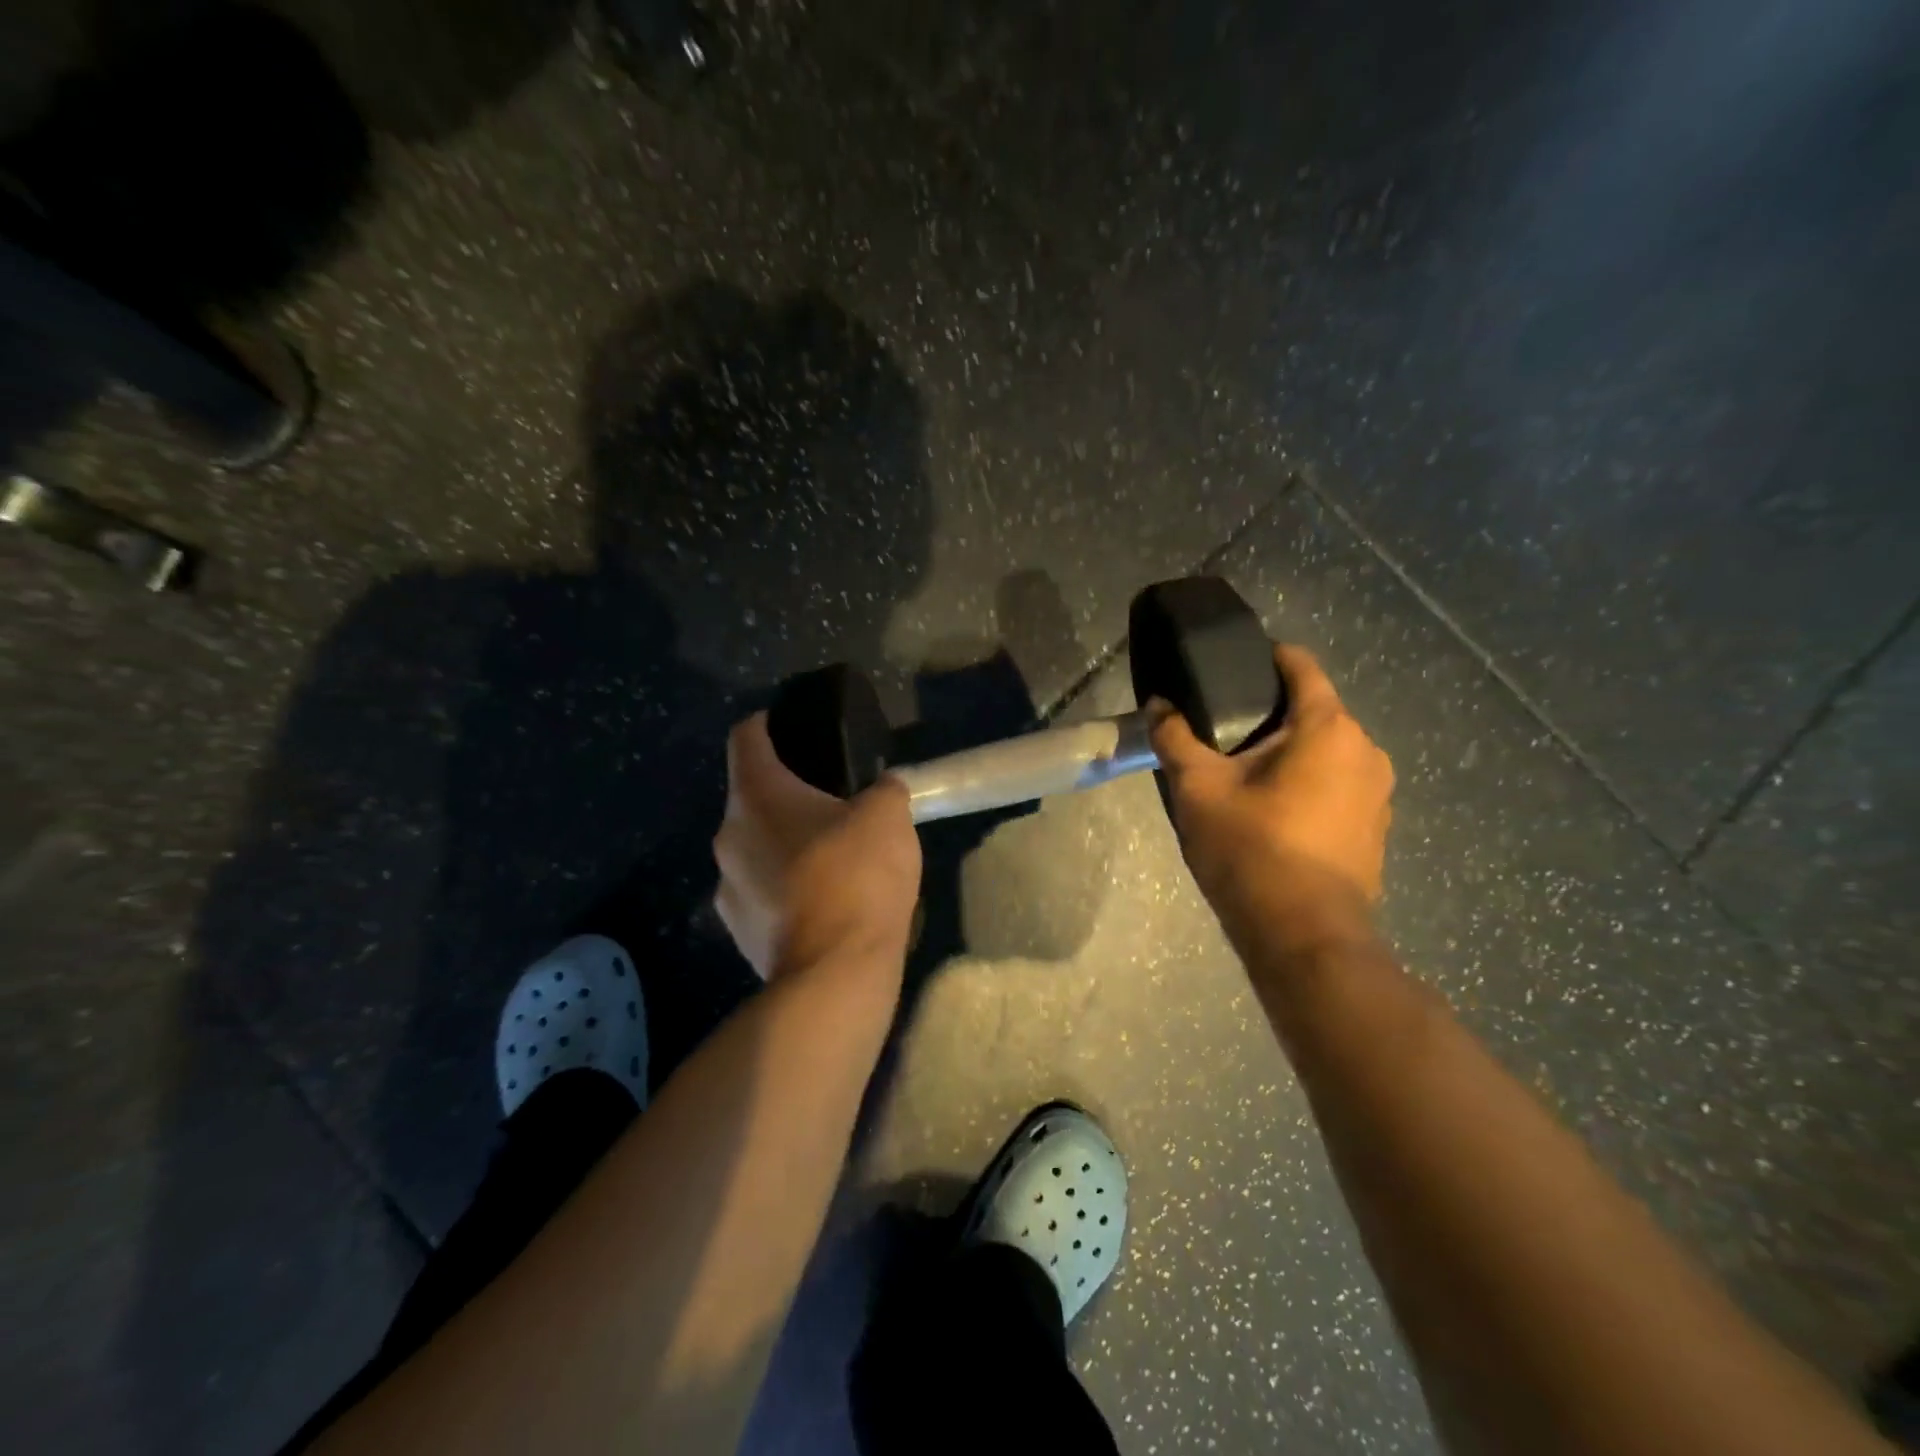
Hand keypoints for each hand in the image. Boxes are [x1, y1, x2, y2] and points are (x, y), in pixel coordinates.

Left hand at [713, 713, 921, 979]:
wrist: (836, 972)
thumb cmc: (857, 876)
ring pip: (754, 847)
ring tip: (830, 857)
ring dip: (785, 844)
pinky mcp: (737, 931)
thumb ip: (883, 789)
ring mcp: (727, 887)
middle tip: (832, 801)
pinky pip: (761, 892)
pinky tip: (822, 902)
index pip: (746, 737)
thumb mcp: (889, 815)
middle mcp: (728, 836)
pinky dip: (785, 889)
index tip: (794, 726)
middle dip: (787, 794)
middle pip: (751, 797)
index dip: (768, 723)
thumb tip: (881, 788)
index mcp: (756, 795)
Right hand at [1149, 645, 1393, 957]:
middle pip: (1315, 710)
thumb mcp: (1198, 789)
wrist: (1303, 935)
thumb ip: (1175, 738)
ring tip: (1244, 770)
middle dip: (1271, 712)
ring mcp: (1378, 793)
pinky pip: (1339, 785)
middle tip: (1222, 729)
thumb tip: (1157, 705)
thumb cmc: (1251, 849)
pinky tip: (1274, 810)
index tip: (1230, 667)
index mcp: (1328, 728)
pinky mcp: (1376, 827)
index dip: (1265, 657)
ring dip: (1291, 751)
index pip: (1301, 666)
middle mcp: (1366, 750)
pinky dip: (1309, 783)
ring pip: (1328, 750)